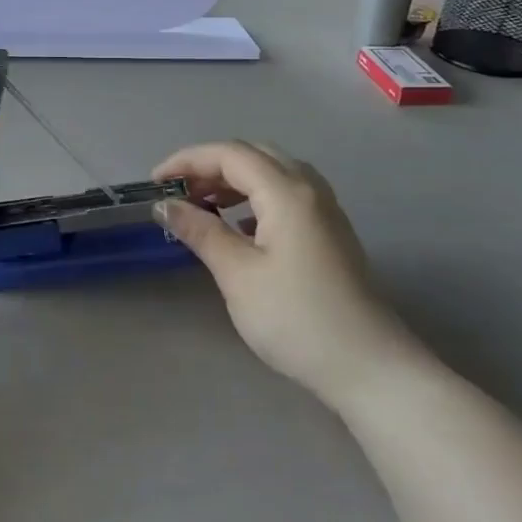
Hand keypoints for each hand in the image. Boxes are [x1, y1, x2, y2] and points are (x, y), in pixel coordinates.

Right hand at [153, 142, 420, 411]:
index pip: (230, 154)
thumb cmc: (296, 318)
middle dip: (210, 166)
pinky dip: (254, 199)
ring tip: (202, 206)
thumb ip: (200, 231)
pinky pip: (286, 195)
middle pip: (253, 156)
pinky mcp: (329, 233)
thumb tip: (165, 205)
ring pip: (272, 174)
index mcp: (287, 192)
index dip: (187, 161)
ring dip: (233, 181)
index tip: (154, 183)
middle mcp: (309, 190)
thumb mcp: (237, 274)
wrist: (367, 366)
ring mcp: (324, 211)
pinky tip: (239, 227)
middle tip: (178, 192)